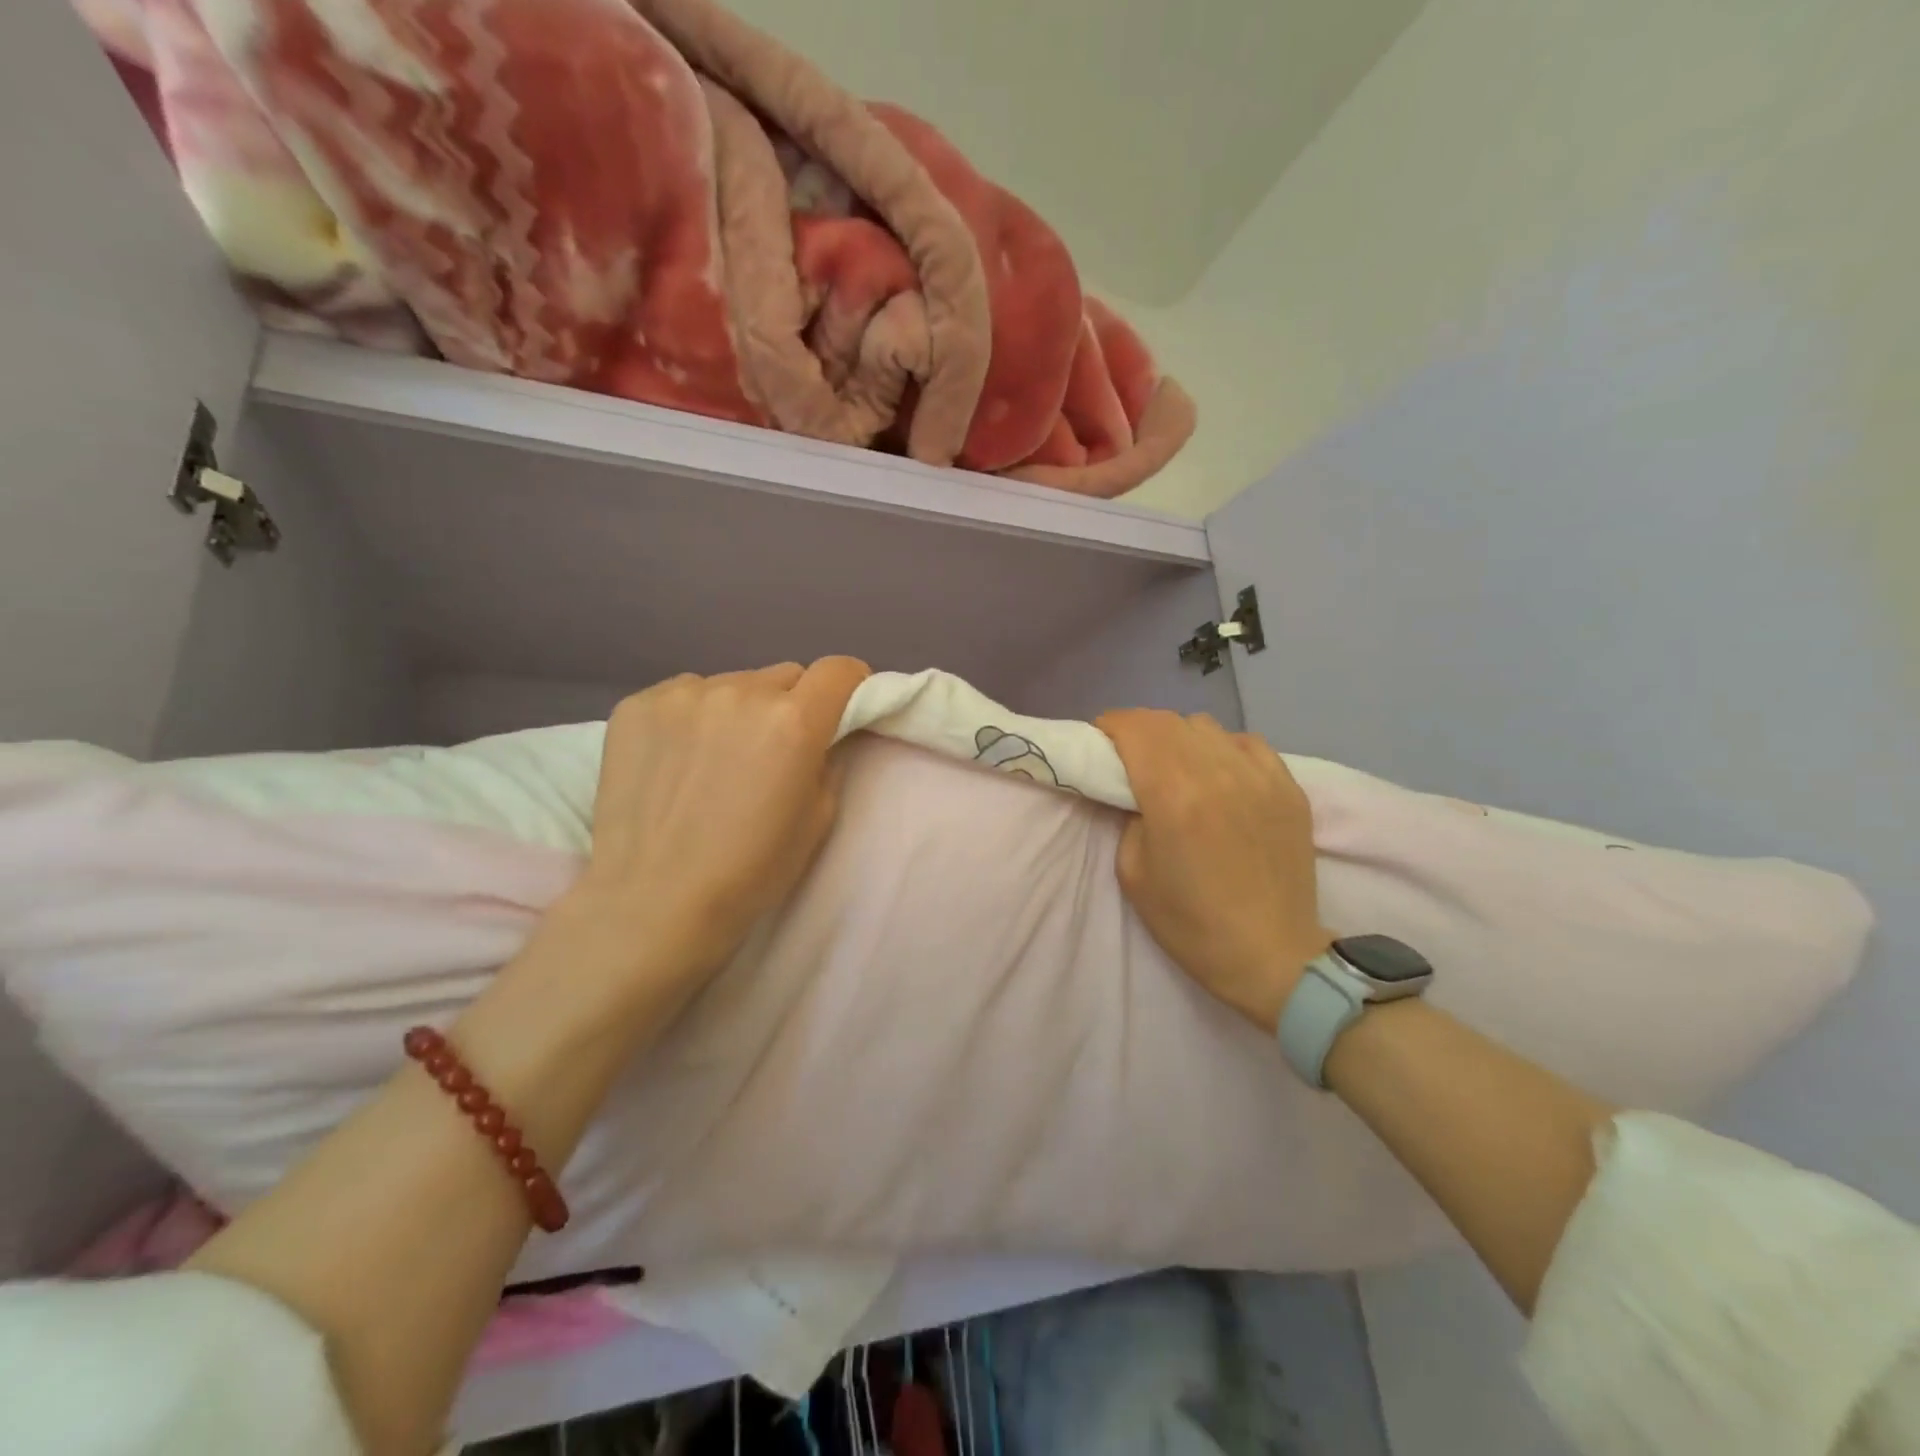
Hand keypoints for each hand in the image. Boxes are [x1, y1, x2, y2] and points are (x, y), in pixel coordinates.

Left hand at [548, 658, 870, 1016]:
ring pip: (733, 684)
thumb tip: (820, 738)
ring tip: (718, 758)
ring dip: (740, 710)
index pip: (838, 670)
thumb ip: (827, 761)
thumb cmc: (750, 871)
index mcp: (793, 721)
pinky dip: (693, 717)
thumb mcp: (818, 820)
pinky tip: (678, 759)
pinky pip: (685, 695)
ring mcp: (682, 695)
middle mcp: (741, 692)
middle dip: (792, 703)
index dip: (851, 683)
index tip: (845, 705)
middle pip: (785, 676)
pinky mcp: (636, 705)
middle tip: (776, 747)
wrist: (653, 901)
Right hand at [1097, 710, 1331, 1031]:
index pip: (1136, 727)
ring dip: (1180, 737)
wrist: (1271, 956)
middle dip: (1139, 728)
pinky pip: (1248, 742)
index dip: (1111, 725)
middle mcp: (1218, 773)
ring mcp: (1260, 776)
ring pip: (1207, 725)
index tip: (1101, 740)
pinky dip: (1223, 748)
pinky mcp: (1289, 787)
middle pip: (1168, 720)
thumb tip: (1133, 786)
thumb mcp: (1132, 873)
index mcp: (1174, 796)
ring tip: (1176, 764)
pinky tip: (1220, 774)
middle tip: (1129, 753)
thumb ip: (1127, 816)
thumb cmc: (1190, 923)